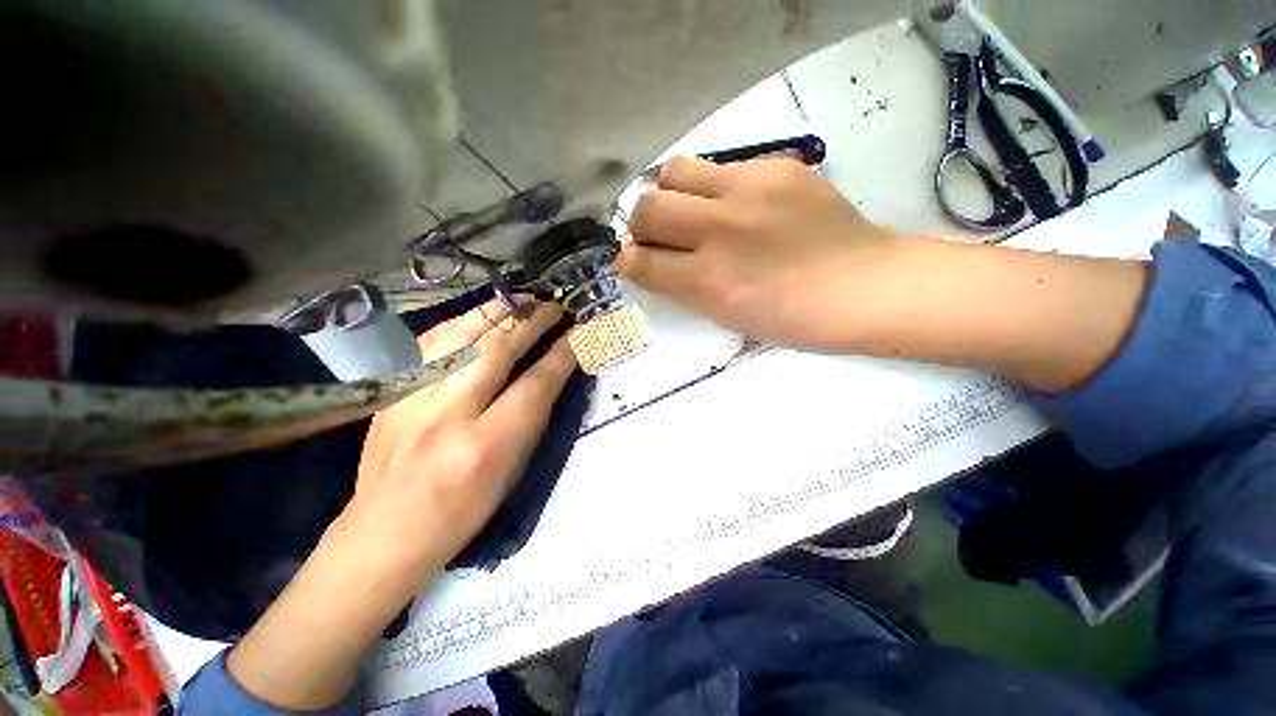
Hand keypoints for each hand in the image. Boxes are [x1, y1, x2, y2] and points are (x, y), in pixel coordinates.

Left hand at [227, 299, 576, 709]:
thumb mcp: (514, 470)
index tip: (579, 333)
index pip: (535, 384)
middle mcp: (447, 414)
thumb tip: (555, 370)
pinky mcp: (392, 391)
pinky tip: (482, 316)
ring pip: (460, 334)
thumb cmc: (465, 511)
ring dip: (498, 312)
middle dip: (532, 321)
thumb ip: (535, 415)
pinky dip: (463, 321)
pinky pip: (431, 341)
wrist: (385, 533)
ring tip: (523, 302)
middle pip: (496, 349)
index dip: (562, 353)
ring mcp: (412, 398)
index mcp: (486, 445)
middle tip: (553, 307)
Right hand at [616, 155, 901, 350]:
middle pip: (648, 207)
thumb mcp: (726, 315)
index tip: (631, 260)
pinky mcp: (778, 166)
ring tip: (692, 212)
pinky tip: (736, 206)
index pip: (641, 261)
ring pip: (676, 170)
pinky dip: (712, 188)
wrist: (862, 286)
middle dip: (642, 225)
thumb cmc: (790, 317)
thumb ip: (680, 287)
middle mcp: (722, 230)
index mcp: (710, 282)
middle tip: (660, 236)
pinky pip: (721, 166)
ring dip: (671, 195)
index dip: (627, 261)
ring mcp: (751, 190)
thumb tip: (645, 261)